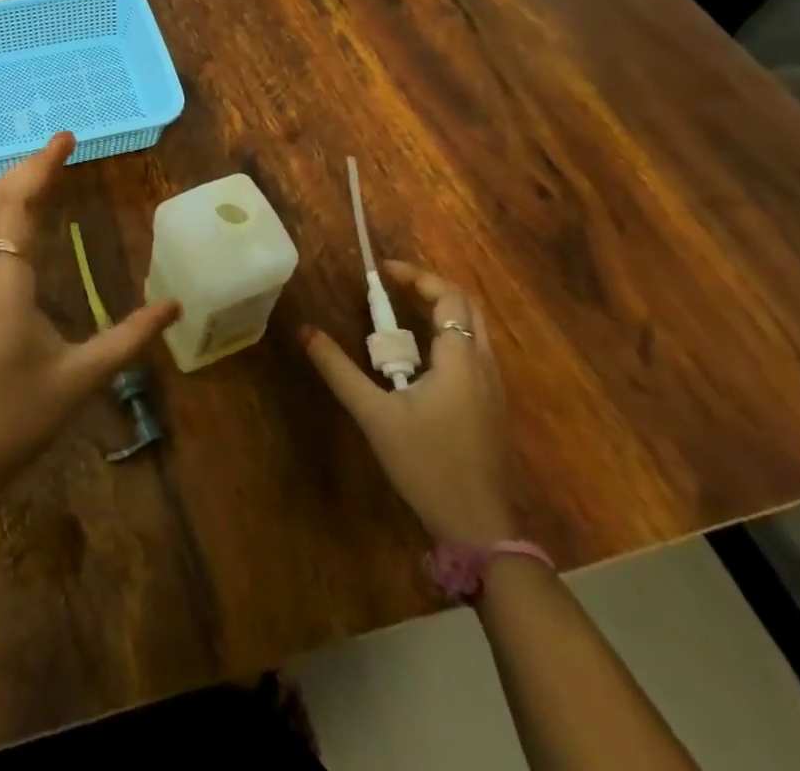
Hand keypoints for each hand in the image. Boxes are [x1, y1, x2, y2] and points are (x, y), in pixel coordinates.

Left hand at [0, 132, 180, 500]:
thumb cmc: (14, 419)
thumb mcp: (79, 380)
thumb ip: (128, 339)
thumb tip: (174, 306)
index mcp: (5, 282)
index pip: (17, 203)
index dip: (41, 165)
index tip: (66, 138)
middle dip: (26, 167)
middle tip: (63, 149)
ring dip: (13, 185)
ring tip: (48, 172)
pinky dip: (4, 210)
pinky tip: (26, 220)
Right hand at [301, 262, 517, 544]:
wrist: (478, 527)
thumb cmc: (426, 464)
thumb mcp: (374, 415)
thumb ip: (339, 370)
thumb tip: (306, 331)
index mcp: (460, 359)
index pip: (448, 296)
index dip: (416, 276)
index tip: (382, 272)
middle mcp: (484, 365)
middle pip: (466, 307)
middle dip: (429, 288)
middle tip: (391, 288)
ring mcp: (493, 388)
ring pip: (474, 330)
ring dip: (439, 312)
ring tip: (399, 316)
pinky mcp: (492, 407)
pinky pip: (474, 353)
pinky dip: (447, 337)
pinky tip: (418, 359)